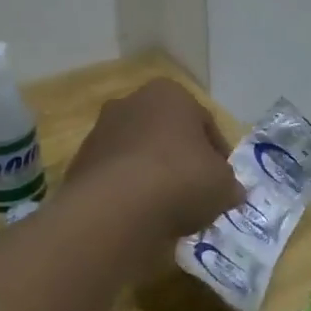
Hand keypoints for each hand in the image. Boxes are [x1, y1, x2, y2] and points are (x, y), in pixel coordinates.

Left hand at [66, 80, 243, 239]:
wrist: (115, 208)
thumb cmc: (181, 179)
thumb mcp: (223, 185)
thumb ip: (229, 184)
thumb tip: (231, 191)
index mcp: (171, 94)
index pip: (205, 122)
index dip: (218, 154)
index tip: (223, 181)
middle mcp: (131, 102)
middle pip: (167, 134)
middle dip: (180, 159)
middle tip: (195, 192)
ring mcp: (100, 131)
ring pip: (138, 154)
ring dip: (152, 175)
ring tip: (166, 209)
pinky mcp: (80, 162)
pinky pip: (115, 177)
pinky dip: (128, 192)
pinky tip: (140, 216)